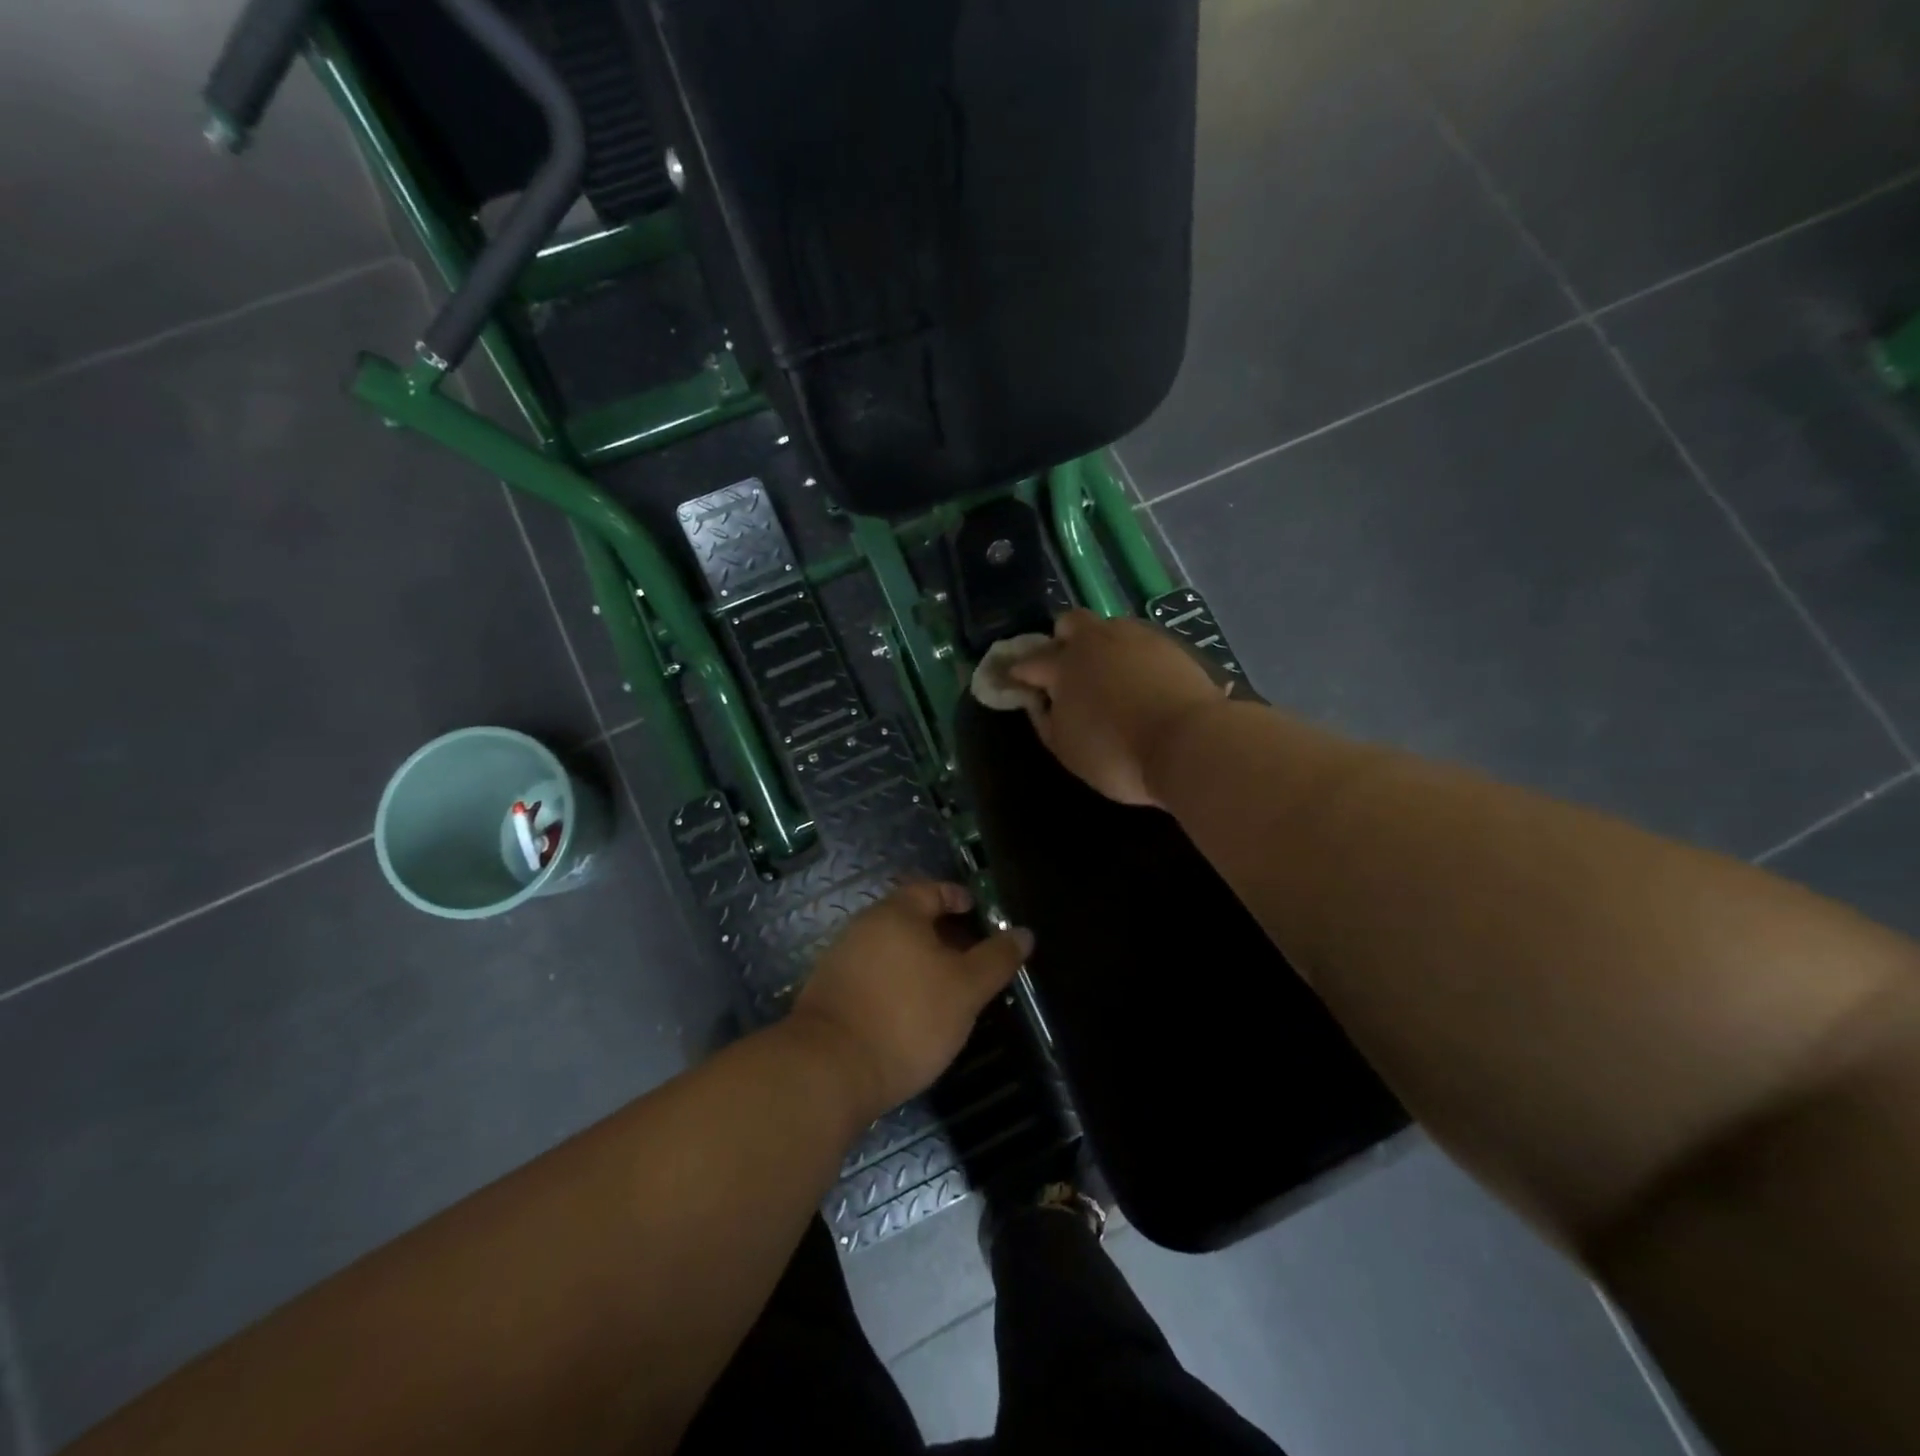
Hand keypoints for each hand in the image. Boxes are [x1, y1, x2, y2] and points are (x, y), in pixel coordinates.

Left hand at [790, 882, 1032, 1122]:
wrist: (829, 1069)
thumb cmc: (908, 1017)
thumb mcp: (966, 989)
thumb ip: (996, 958)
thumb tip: (1024, 933)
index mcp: (897, 913)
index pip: (932, 890)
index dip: (958, 897)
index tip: (978, 911)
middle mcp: (865, 926)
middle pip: (910, 918)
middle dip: (942, 932)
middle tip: (971, 955)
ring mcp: (842, 958)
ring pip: (891, 948)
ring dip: (919, 960)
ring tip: (947, 986)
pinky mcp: (830, 992)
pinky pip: (874, 974)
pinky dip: (897, 981)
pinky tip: (912, 1010)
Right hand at [1008, 609, 1226, 806]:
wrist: (1190, 744)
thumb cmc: (1117, 754)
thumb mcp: (1067, 750)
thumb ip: (1046, 722)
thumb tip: (1039, 702)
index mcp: (1064, 664)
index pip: (1031, 661)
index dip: (1019, 671)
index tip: (1014, 679)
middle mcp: (1097, 640)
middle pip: (1070, 622)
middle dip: (1061, 639)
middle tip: (1065, 668)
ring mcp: (1137, 637)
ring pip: (1110, 628)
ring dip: (1101, 645)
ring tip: (1108, 675)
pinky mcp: (1171, 645)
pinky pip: (1141, 643)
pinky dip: (1133, 657)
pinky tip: (1139, 680)